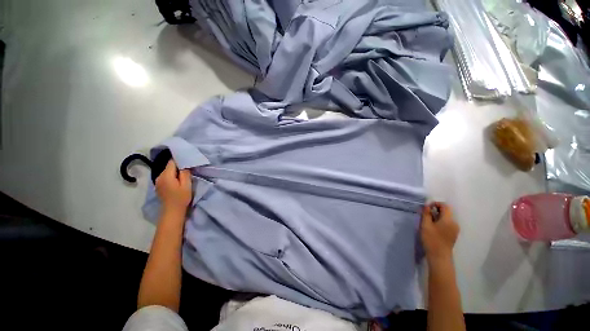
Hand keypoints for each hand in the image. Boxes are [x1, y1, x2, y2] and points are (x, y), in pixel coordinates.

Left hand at [155, 160, 191, 215]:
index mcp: (166, 175)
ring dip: (175, 172)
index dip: (180, 160)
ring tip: (184, 175)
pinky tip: (177, 181)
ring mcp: (158, 182)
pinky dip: (172, 176)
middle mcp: (159, 176)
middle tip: (188, 168)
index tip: (188, 160)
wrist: (172, 211)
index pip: (172, 162)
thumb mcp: (186, 185)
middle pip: (169, 166)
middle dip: (178, 166)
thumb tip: (184, 165)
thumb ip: (185, 173)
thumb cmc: (181, 198)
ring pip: (167, 172)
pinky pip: (166, 177)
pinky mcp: (159, 186)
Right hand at [420, 202, 459, 263]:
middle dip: (436, 210)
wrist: (439, 256)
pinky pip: (447, 224)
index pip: (445, 206)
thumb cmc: (431, 239)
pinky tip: (433, 228)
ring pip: (446, 218)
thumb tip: (427, 205)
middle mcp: (454, 223)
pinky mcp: (453, 234)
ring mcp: (455, 229)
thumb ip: (426, 214)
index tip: (427, 208)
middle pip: (446, 212)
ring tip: (428, 221)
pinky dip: (440, 222)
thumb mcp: (426, 225)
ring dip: (437, 216)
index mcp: (449, 220)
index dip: (436, 204)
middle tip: (425, 214)